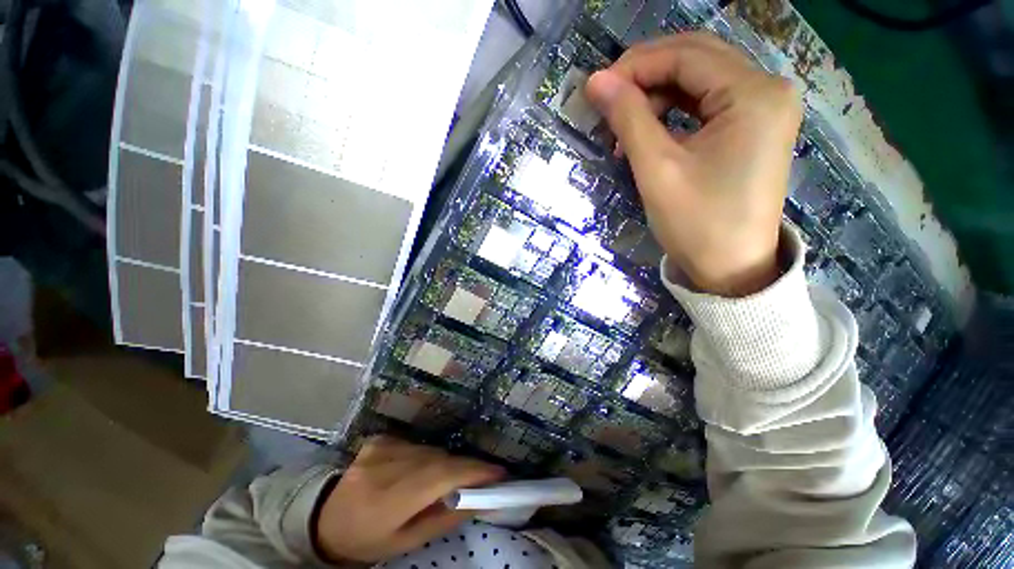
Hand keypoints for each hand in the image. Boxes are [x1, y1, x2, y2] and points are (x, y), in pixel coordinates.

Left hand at [315, 436, 504, 562]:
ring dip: (444, 464)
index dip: (474, 471)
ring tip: (444, 481)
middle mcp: (386, 466)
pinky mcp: (380, 439)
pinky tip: (416, 472)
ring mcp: (381, 447)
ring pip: (430, 450)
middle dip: (464, 468)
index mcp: (389, 499)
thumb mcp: (405, 543)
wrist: (324, 519)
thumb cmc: (366, 540)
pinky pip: (416, 445)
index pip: (442, 476)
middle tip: (482, 479)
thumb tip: (478, 499)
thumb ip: (443, 519)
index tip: (500, 473)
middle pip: (440, 459)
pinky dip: (425, 457)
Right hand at [586, 32, 801, 296]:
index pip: (686, 55)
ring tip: (624, 130)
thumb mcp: (656, 169)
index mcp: (753, 94)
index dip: (635, 66)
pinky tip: (649, 135)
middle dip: (645, 76)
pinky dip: (673, 113)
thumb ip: (628, 118)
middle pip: (696, 60)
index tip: (597, 89)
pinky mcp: (752, 128)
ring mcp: (763, 109)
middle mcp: (767, 90)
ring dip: (656, 97)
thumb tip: (596, 81)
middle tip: (608, 103)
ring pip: (699, 81)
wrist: (732, 269)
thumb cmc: (696, 224)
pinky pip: (706, 104)